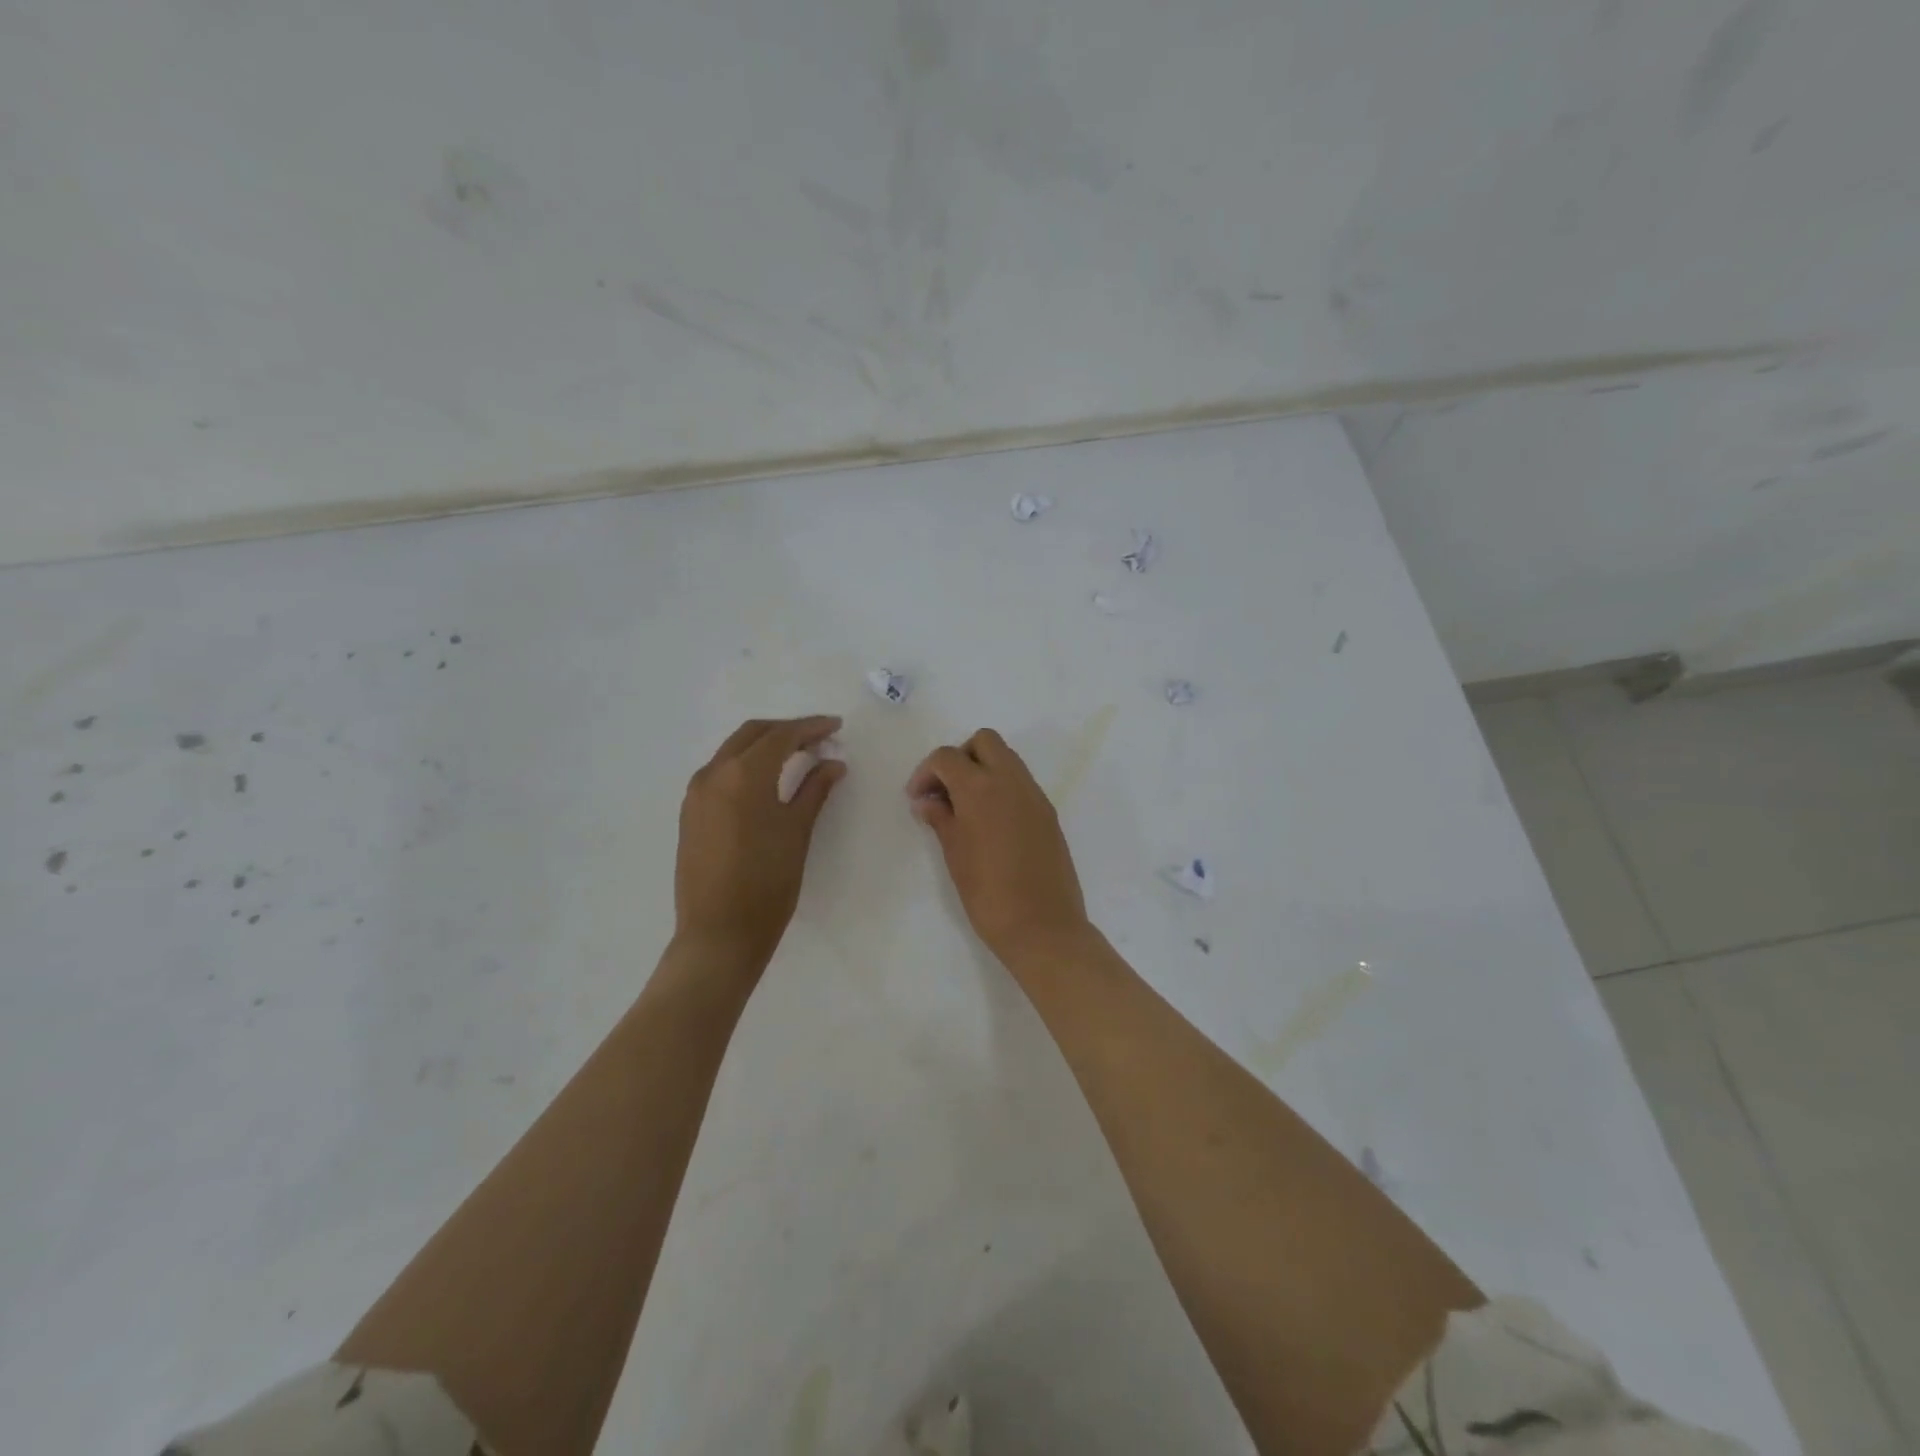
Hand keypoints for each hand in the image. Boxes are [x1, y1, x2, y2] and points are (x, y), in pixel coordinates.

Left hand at [675, 716, 845, 966]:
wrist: (719, 933)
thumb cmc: (767, 882)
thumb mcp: (797, 832)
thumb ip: (815, 790)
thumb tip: (833, 764)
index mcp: (742, 774)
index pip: (781, 736)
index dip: (811, 727)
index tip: (836, 727)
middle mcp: (713, 774)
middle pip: (753, 734)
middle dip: (786, 730)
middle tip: (818, 739)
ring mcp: (696, 793)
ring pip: (732, 751)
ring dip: (764, 745)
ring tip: (797, 756)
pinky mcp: (690, 813)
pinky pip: (720, 773)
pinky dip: (745, 765)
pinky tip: (766, 781)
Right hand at [906, 729, 1090, 964]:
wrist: (1043, 926)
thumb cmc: (988, 894)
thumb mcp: (955, 855)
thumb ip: (940, 819)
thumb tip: (927, 801)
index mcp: (981, 788)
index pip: (947, 757)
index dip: (926, 772)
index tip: (917, 799)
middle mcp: (1011, 781)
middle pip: (984, 741)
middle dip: (960, 757)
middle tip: (945, 791)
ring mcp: (1034, 795)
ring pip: (1007, 758)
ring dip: (983, 770)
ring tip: (965, 808)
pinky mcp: (1048, 813)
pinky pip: (1021, 783)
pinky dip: (1002, 788)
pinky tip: (990, 822)